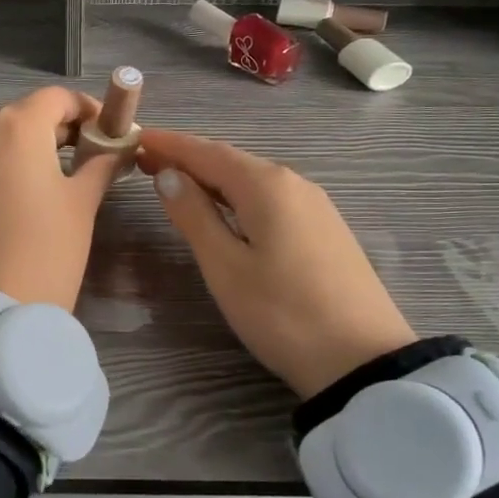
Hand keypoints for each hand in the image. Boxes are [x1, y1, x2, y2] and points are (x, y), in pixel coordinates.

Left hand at [0, 87, 117, 311]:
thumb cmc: (48, 249)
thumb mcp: (82, 203)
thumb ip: (101, 164)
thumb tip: (117, 148)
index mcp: (19, 125)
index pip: (58, 98)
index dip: (86, 110)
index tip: (104, 132)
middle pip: (22, 116)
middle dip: (52, 131)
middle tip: (78, 159)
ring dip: (15, 148)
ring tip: (36, 180)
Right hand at [135, 129, 415, 399]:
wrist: (363, 360)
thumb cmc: (282, 313)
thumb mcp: (225, 267)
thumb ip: (194, 216)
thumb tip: (168, 175)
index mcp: (266, 186)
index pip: (207, 152)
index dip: (170, 144)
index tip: (136, 137)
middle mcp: (294, 183)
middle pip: (231, 161)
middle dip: (188, 158)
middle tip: (146, 161)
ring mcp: (315, 206)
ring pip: (252, 180)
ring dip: (212, 177)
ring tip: (177, 182)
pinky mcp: (325, 230)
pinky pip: (271, 199)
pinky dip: (237, 196)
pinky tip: (226, 210)